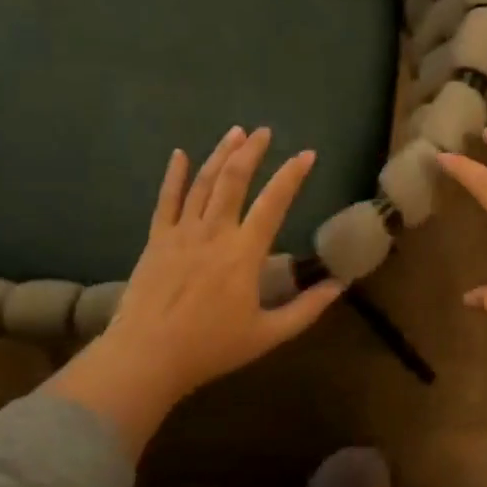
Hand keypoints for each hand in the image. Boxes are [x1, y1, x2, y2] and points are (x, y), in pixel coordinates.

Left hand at [45, 127, 343, 453]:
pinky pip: (166, 201)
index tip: (307, 154)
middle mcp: (213, 233)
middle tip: (264, 131)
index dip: (292, 175)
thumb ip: (307, 309)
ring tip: (234, 133)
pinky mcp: (156, 241)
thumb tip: (340, 286)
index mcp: (244, 254)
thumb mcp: (269, 335)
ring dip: (220, 155)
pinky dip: (175, 176)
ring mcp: (181, 233)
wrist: (147, 356)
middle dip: (251, 152)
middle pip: (233, 180)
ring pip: (202, 183)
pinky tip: (180, 155)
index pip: (273, 203)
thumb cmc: (211, 348)